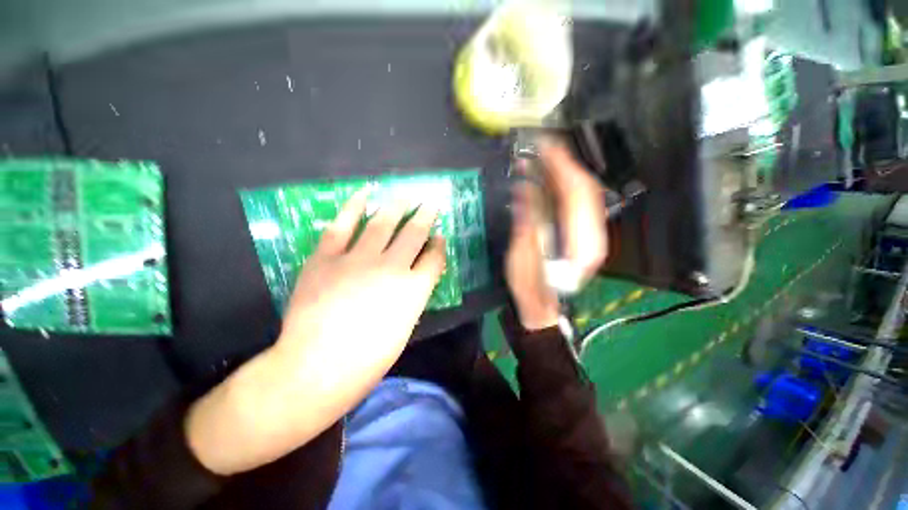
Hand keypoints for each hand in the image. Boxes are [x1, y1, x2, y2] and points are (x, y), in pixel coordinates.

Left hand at [186, 188, 445, 474]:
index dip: (439, 245)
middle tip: (429, 203)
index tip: (440, 236)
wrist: (315, 368)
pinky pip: (342, 225)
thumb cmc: (368, 359)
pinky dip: (354, 206)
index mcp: (413, 289)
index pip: (434, 258)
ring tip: (405, 196)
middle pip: (414, 233)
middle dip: (425, 216)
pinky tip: (365, 193)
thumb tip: (416, 276)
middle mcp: (391, 267)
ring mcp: (357, 259)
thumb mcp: (405, 328)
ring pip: (383, 223)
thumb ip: (413, 296)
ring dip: (397, 206)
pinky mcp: (327, 257)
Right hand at [506, 140, 607, 330]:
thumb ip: (528, 219)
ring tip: (542, 160)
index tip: (545, 146)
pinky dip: (561, 188)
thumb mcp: (523, 253)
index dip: (562, 166)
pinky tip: (546, 180)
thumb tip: (526, 186)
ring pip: (581, 194)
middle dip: (564, 165)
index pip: (577, 193)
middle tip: (542, 148)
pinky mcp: (581, 234)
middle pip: (585, 189)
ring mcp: (590, 234)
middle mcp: (593, 235)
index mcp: (581, 242)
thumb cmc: (529, 285)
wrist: (540, 305)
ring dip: (562, 174)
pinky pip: (575, 204)